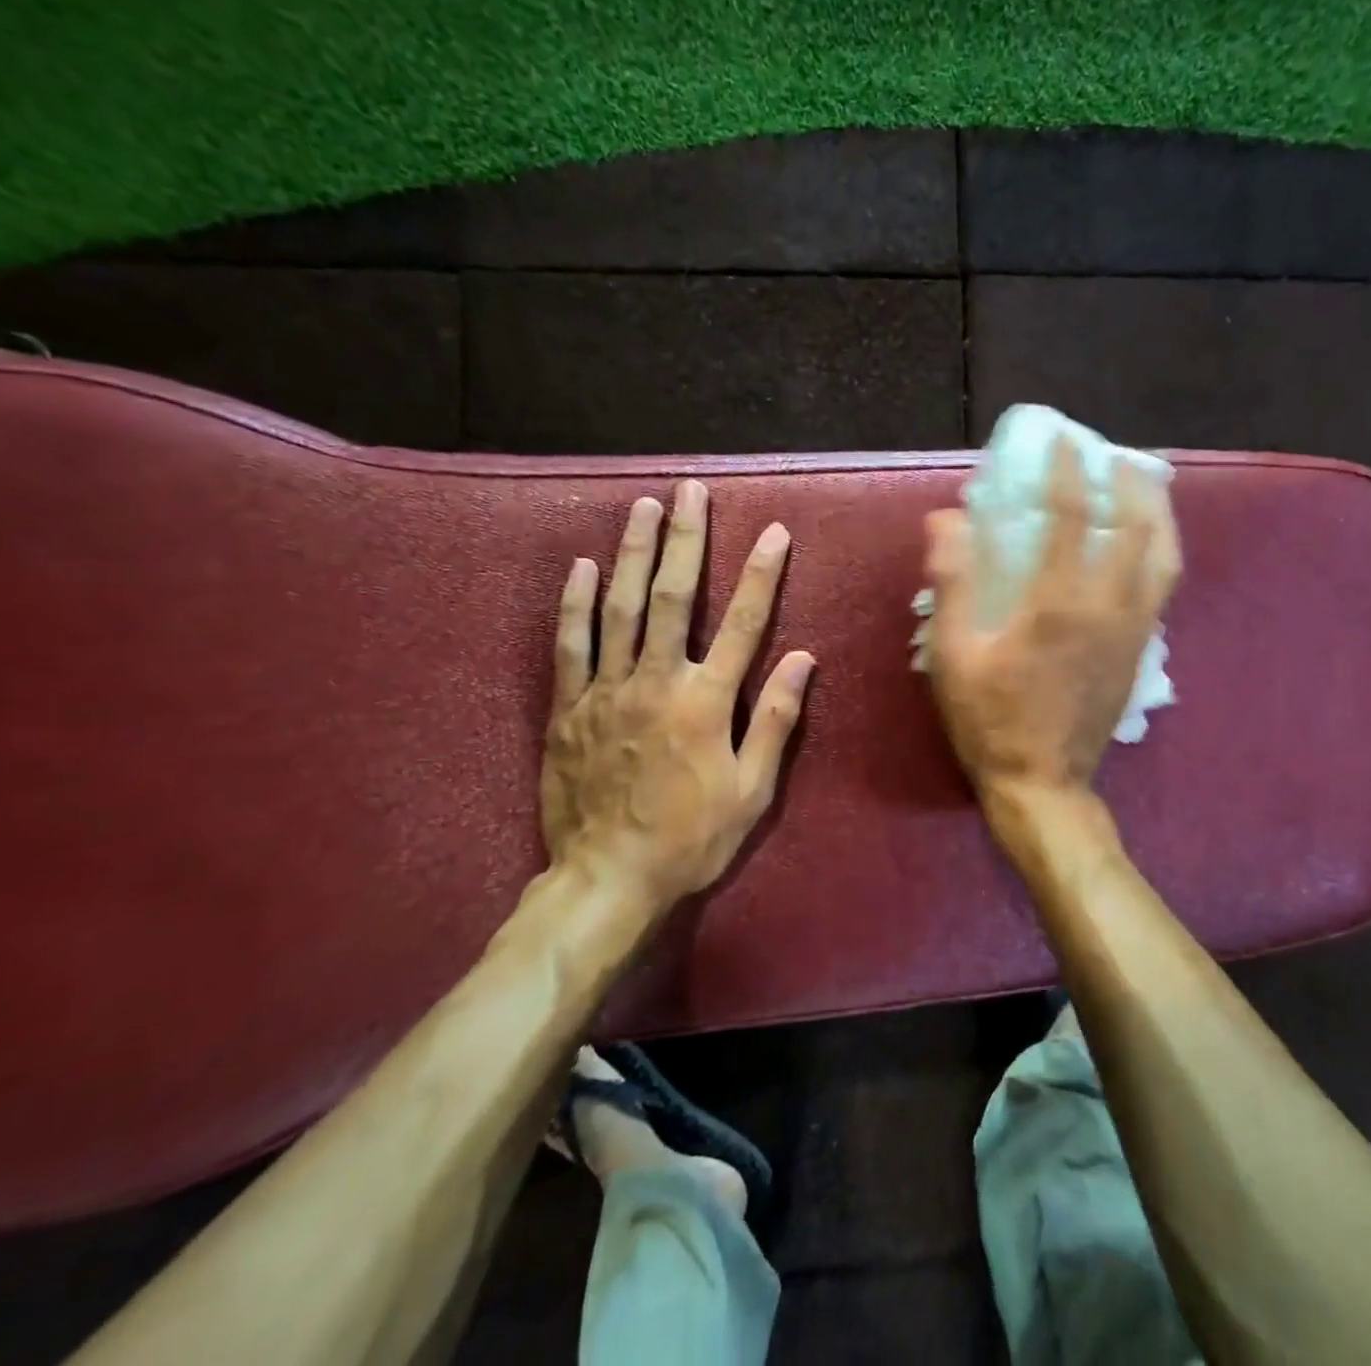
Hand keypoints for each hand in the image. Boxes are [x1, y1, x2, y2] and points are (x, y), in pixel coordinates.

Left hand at [540, 480, 814, 914]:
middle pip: (674, 597)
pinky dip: (576, 603)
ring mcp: (607, 691)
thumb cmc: (691, 838)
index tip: (773, 532)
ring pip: (620, 608)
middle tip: (690, 491)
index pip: (743, 623)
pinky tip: (582, 567)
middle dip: (685, 539)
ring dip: (633, 552)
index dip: (760, 574)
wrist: (607, 879)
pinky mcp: (569, 709)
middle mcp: (657, 681)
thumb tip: (801, 659)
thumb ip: (775, 720)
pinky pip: (570, 645)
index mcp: (706, 701)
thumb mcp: (752, 790)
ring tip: (643, 507)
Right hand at [923, 437, 1178, 804]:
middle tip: (1118, 458)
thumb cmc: (990, 719)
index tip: (1064, 440)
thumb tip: (946, 519)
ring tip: (1146, 491)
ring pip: (1166, 559)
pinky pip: (1162, 589)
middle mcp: (1111, 608)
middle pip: (1142, 528)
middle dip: (1133, 483)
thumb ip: (953, 583)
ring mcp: (1134, 633)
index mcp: (1061, 603)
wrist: (1043, 784)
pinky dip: (1159, 554)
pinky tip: (1142, 550)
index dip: (1069, 470)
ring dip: (1160, 516)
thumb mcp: (954, 654)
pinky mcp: (1140, 654)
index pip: (1074, 516)